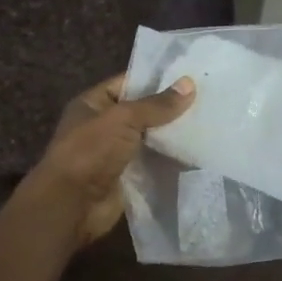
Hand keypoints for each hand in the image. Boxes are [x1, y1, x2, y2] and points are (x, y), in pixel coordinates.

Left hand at [26, 73, 195, 245]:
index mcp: (93, 104)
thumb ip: (157, 104)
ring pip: (150, 139)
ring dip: (173, 135)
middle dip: (170, 108)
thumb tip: (190, 84)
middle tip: (207, 99)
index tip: (190, 75)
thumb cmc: (91, 152)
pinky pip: (153, 163)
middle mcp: (103, 126)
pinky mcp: (128, 178)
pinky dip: (171, 160)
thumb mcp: (123, 119)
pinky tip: (198, 151)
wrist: (72, 206)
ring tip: (209, 123)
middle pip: (141, 112)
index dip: (156, 78)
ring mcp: (115, 154)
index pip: (128, 83)